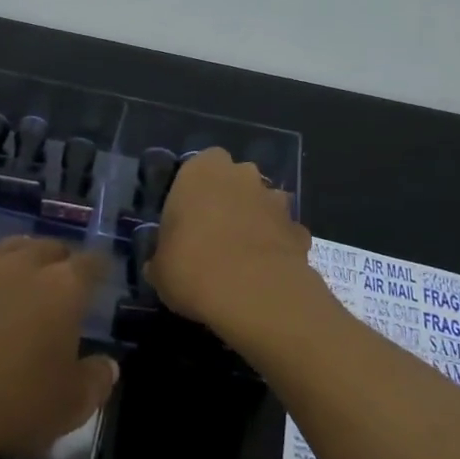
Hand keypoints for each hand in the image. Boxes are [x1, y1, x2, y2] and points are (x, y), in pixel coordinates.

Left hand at [0, 237, 118, 458]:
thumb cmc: (14, 401)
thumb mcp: (71, 406)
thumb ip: (96, 382)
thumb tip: (109, 366)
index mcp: (64, 287)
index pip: (92, 264)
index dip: (100, 268)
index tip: (102, 277)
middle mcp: (25, 266)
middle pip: (51, 247)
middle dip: (61, 259)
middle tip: (63, 280)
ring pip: (10, 246)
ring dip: (23, 254)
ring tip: (26, 268)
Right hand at [148, 148, 313, 335]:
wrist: (254, 293)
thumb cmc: (192, 267)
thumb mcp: (159, 267)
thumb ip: (162, 256)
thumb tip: (161, 265)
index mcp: (201, 171)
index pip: (200, 165)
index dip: (195, 191)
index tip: (187, 218)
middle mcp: (242, 175)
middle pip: (235, 180)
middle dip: (229, 200)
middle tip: (213, 235)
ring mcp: (275, 201)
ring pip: (263, 203)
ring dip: (255, 220)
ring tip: (242, 256)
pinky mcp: (300, 230)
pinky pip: (283, 233)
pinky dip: (277, 247)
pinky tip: (266, 273)